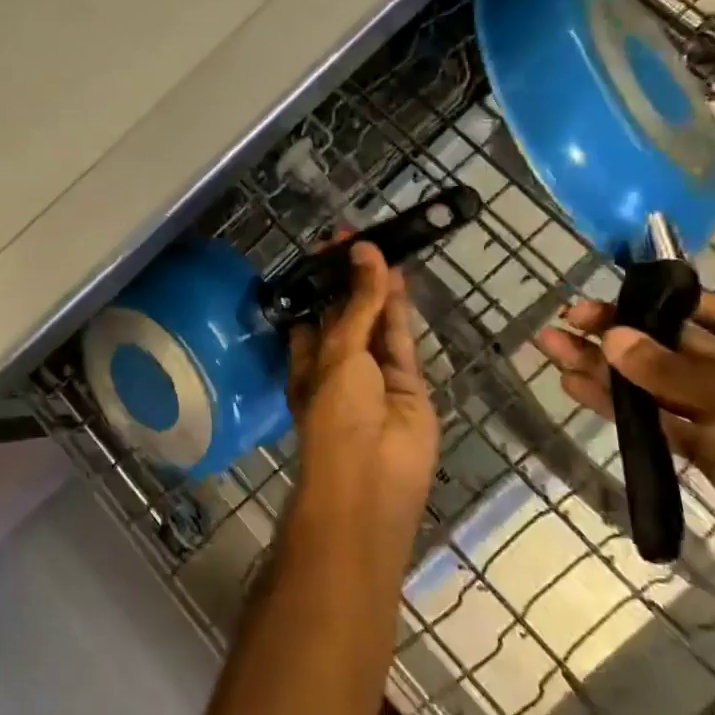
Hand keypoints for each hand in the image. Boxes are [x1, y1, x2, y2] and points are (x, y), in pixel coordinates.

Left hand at [286, 242, 439, 546]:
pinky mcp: (408, 382)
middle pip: (347, 314)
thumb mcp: (339, 352)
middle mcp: (338, 365)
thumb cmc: (336, 412)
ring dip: (376, 287)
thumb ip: (359, 303)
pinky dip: (399, 308)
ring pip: (376, 323)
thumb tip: (364, 251)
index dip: (320, 282)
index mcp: (306, 361)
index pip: (312, 313)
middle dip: (350, 280)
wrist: (373, 477)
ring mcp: (375, 375)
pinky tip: (396, 274)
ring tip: (379, 244)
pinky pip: (401, 339)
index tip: (327, 248)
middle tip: (356, 236)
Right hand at [536, 293, 714, 624]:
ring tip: (553, 349)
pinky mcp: (707, 457)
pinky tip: (577, 388)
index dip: (655, 303)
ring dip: (606, 367)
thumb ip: (682, 373)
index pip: (710, 313)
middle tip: (565, 321)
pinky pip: (654, 422)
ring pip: (655, 384)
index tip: (604, 299)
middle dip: (619, 333)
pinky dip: (617, 406)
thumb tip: (612, 340)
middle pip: (673, 347)